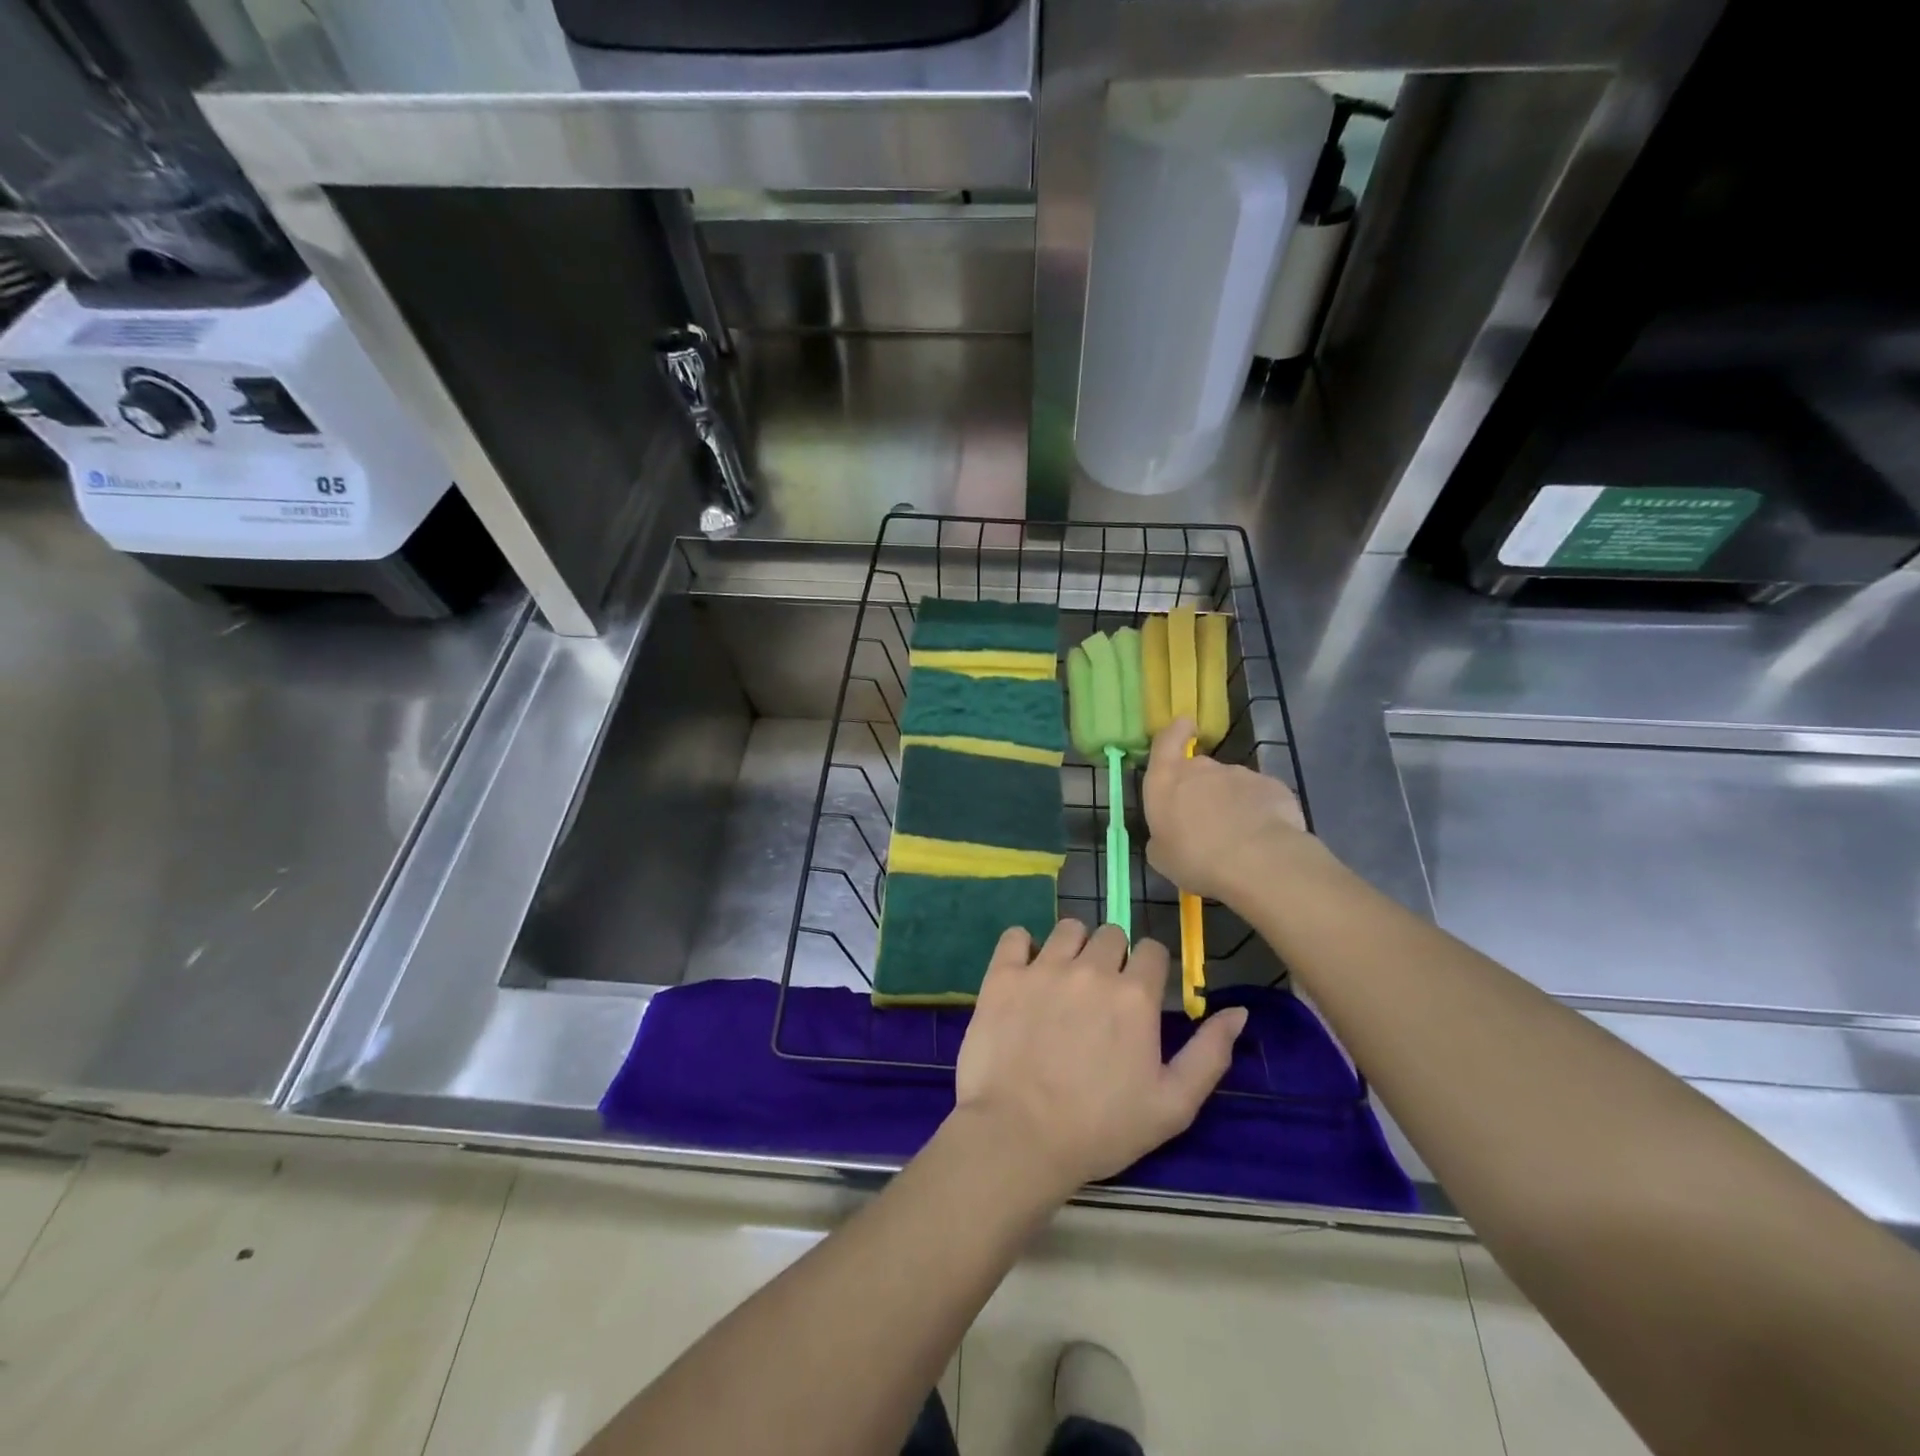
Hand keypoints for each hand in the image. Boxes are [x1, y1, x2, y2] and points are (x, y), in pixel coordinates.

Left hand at [953, 920, 1247, 1196]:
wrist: (1019, 1137)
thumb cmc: (1101, 1129)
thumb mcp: (1173, 1105)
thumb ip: (1210, 1053)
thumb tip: (1238, 1012)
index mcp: (1135, 996)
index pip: (1153, 950)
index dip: (1150, 970)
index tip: (1140, 996)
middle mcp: (1092, 969)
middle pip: (1111, 935)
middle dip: (1113, 957)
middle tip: (1100, 995)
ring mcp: (1043, 968)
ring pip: (1068, 928)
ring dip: (1073, 947)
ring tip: (1064, 981)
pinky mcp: (1003, 975)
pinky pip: (1016, 936)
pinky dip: (1022, 947)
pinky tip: (1025, 972)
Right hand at [1143, 718, 1313, 902]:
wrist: (1257, 861)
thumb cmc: (1195, 858)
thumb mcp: (1161, 856)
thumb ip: (1162, 836)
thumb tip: (1170, 834)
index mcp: (1166, 779)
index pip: (1167, 739)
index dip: (1175, 732)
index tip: (1184, 730)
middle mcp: (1202, 768)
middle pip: (1200, 768)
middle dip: (1202, 788)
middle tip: (1205, 821)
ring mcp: (1240, 774)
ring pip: (1232, 785)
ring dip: (1231, 803)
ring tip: (1237, 837)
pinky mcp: (1273, 786)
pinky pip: (1260, 797)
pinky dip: (1259, 812)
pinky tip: (1262, 838)